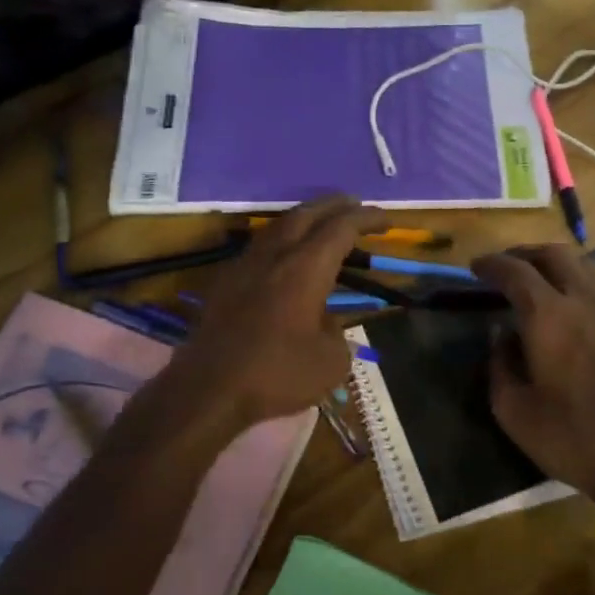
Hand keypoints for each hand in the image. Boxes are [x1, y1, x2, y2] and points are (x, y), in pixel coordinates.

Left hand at [164, 196, 387, 430]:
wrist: (208, 389)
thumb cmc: (276, 374)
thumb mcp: (330, 362)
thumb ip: (337, 333)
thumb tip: (325, 322)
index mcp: (306, 268)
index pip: (341, 228)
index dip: (366, 218)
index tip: (386, 219)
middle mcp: (275, 255)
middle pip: (307, 214)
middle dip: (335, 205)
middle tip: (356, 205)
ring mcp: (245, 265)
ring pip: (278, 226)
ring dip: (305, 218)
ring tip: (323, 223)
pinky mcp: (225, 282)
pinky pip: (260, 246)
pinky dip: (282, 239)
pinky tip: (286, 254)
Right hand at [471, 244, 594, 504]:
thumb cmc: (570, 437)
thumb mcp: (513, 410)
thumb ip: (499, 365)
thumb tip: (501, 337)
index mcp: (549, 316)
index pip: (516, 271)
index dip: (492, 264)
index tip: (474, 267)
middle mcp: (582, 303)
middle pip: (555, 255)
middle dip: (524, 253)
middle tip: (503, 267)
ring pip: (582, 266)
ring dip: (553, 263)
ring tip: (532, 280)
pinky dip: (573, 281)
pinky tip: (562, 307)